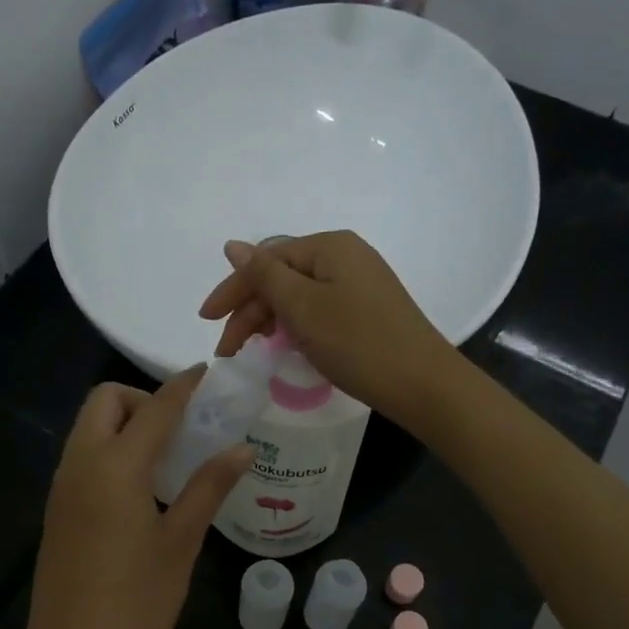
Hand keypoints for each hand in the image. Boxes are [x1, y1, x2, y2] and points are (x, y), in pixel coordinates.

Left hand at [15, 369, 252, 628]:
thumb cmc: (135, 603)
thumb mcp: (180, 543)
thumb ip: (208, 487)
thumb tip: (241, 448)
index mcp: (115, 467)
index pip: (155, 408)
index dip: (184, 387)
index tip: (208, 375)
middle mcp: (81, 464)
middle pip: (105, 402)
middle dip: (143, 399)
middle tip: (182, 430)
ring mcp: (63, 487)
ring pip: (90, 428)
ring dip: (126, 424)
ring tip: (170, 457)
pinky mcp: (58, 509)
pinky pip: (84, 457)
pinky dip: (112, 450)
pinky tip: (143, 488)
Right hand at [198, 231, 460, 427]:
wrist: (422, 383)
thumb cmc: (358, 342)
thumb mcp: (303, 308)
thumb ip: (265, 275)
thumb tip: (233, 245)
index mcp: (329, 246)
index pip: (267, 260)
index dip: (233, 289)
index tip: (206, 321)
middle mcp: (345, 256)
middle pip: (282, 277)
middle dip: (249, 310)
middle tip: (227, 350)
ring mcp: (358, 283)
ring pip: (298, 296)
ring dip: (269, 320)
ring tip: (251, 351)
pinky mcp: (366, 310)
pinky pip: (318, 309)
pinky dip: (295, 326)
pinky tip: (285, 346)